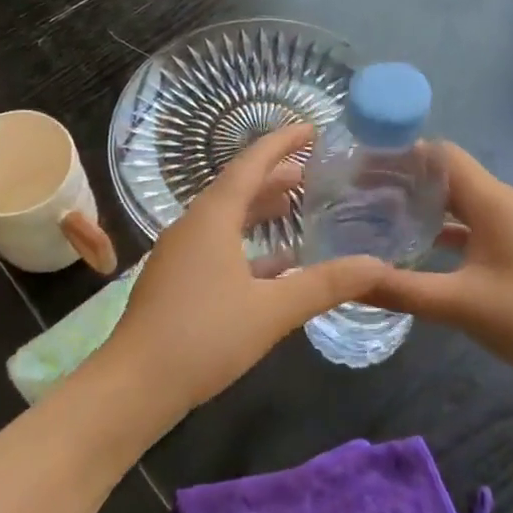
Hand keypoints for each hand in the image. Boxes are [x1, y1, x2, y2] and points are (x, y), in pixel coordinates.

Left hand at [101, 125, 384, 416]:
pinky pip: (217, 246)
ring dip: (259, 210)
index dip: (281, 143)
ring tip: (295, 206)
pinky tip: (273, 263)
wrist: (136, 384)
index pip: (250, 165)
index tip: (311, 128)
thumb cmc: (204, 336)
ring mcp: (179, 254)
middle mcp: (192, 227)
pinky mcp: (176, 281)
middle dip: (274, 177)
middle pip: (237, 189)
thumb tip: (376, 266)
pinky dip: (247, 244)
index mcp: (211, 219)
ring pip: (226, 219)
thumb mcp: (272, 310)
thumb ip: (325, 285)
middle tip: (312, 172)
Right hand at [362, 144, 512, 388]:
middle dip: (403, 179)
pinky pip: (472, 224)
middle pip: (446, 174)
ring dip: (422, 204)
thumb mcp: (459, 304)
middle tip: (357, 193)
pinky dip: (443, 227)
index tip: (359, 166)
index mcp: (491, 201)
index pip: (439, 154)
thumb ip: (400, 289)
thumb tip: (346, 280)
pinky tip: (417, 246)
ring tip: (378, 215)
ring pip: (459, 201)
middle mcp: (502, 203)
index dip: (399, 154)